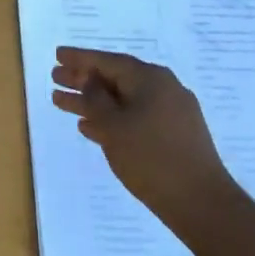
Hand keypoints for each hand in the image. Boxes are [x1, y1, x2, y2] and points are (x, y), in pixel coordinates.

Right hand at [51, 47, 239, 230]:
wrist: (200, 201)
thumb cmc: (150, 158)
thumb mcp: (113, 125)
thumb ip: (95, 98)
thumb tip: (89, 79)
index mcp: (150, 79)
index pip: (108, 61)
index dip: (80, 58)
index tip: (57, 54)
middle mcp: (163, 88)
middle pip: (115, 78)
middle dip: (83, 79)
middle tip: (54, 78)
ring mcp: (170, 112)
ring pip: (123, 100)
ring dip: (92, 101)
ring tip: (61, 102)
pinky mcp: (173, 135)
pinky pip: (134, 116)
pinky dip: (111, 118)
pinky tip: (89, 127)